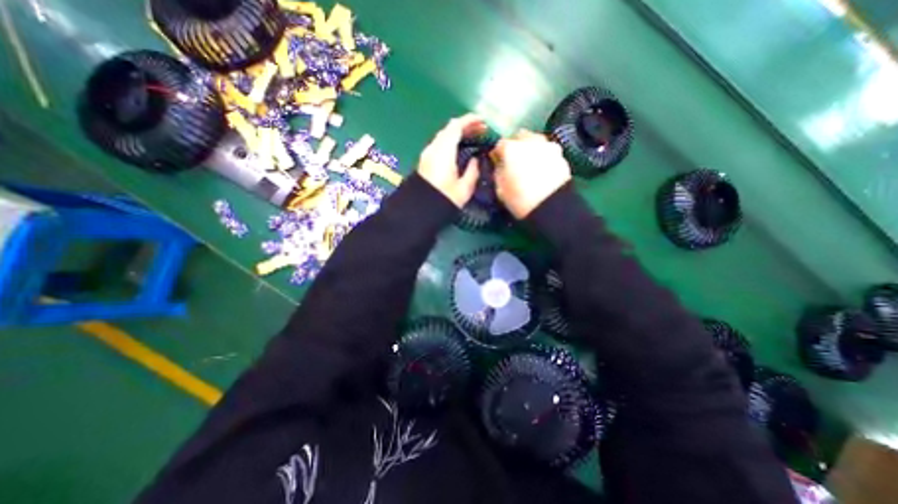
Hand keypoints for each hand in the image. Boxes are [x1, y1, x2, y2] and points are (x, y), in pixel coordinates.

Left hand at [419, 114, 487, 207]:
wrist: (420, 210)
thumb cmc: (444, 199)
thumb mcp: (464, 188)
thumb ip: (472, 171)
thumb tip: (475, 160)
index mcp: (444, 150)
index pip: (456, 126)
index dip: (470, 120)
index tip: (483, 121)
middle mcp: (434, 148)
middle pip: (449, 129)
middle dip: (465, 127)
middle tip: (480, 131)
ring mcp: (427, 154)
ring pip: (443, 137)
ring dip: (458, 135)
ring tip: (472, 139)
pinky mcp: (425, 161)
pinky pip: (439, 145)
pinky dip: (450, 143)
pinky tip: (458, 150)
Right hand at [495, 128, 570, 218]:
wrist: (552, 208)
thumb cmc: (520, 200)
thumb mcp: (500, 189)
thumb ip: (498, 172)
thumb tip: (499, 164)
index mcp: (512, 149)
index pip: (499, 144)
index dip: (497, 153)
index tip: (496, 161)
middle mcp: (530, 141)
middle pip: (520, 136)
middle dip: (515, 145)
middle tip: (513, 160)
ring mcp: (548, 146)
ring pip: (536, 141)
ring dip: (530, 149)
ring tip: (529, 165)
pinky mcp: (561, 155)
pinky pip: (547, 151)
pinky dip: (543, 156)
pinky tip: (541, 170)